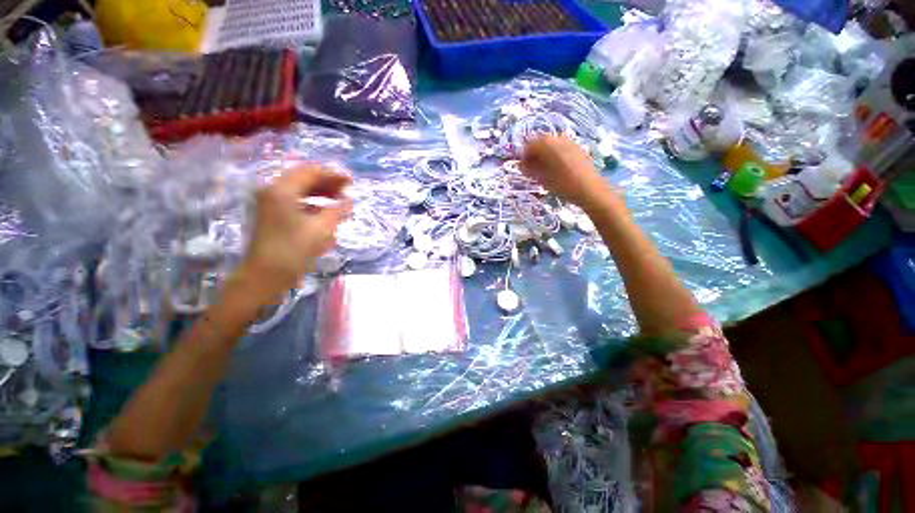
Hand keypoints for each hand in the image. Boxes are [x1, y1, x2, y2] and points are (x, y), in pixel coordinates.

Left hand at [238, 165, 351, 301]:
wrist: (266, 275)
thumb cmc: (294, 249)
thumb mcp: (322, 228)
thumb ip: (338, 210)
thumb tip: (350, 200)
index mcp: (282, 190)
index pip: (311, 172)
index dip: (333, 175)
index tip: (352, 181)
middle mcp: (273, 192)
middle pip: (305, 179)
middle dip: (328, 184)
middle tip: (348, 191)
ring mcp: (271, 204)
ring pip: (301, 192)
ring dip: (321, 194)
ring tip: (340, 202)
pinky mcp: (273, 216)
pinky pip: (296, 203)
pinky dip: (313, 205)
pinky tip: (326, 214)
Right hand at [521, 135, 612, 208]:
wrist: (590, 189)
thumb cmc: (563, 184)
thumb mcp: (542, 178)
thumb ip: (529, 169)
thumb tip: (521, 165)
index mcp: (547, 143)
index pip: (529, 145)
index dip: (523, 156)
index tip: (522, 168)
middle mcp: (558, 138)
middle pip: (540, 142)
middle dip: (534, 155)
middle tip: (531, 169)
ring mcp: (570, 142)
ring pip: (551, 145)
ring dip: (544, 155)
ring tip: (542, 170)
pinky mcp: (577, 148)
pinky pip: (560, 148)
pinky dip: (554, 155)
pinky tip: (555, 169)